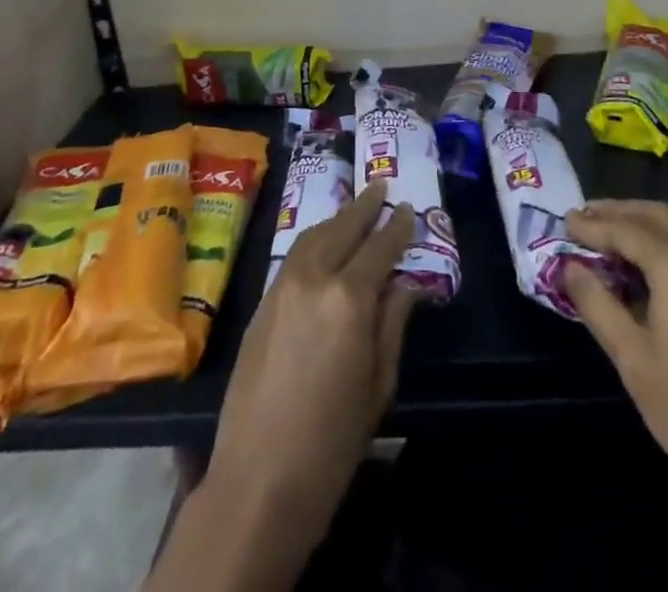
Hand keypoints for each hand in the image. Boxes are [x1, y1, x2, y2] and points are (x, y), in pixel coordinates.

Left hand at [206, 181, 418, 551]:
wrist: (259, 480)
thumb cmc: (333, 440)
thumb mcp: (379, 383)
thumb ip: (392, 323)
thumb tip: (405, 284)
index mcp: (349, 298)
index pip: (379, 248)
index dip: (397, 228)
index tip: (409, 209)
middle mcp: (313, 278)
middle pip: (342, 228)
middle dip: (364, 207)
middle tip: (381, 188)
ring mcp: (281, 287)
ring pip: (313, 236)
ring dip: (337, 220)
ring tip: (355, 210)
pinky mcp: (261, 303)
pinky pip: (293, 256)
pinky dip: (314, 241)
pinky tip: (324, 245)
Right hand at [564, 199, 667, 513]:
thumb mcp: (634, 359)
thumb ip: (597, 304)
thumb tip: (569, 268)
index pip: (624, 228)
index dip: (591, 225)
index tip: (563, 222)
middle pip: (655, 214)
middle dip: (617, 212)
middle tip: (583, 218)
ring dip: (642, 224)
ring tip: (609, 236)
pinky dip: (666, 241)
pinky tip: (649, 265)